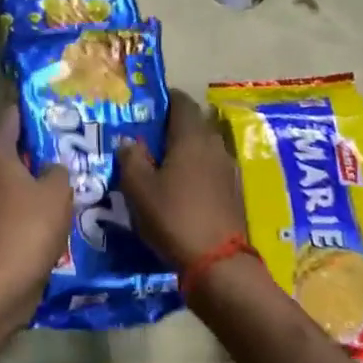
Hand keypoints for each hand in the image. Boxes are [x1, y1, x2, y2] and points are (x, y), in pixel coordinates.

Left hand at [0, 109, 72, 311]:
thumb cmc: (28, 226)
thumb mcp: (58, 193)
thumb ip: (58, 171)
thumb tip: (51, 168)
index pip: (9, 117)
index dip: (30, 114)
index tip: (51, 118)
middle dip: (8, 145)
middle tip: (37, 155)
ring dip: (8, 177)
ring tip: (42, 185)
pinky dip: (6, 203)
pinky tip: (33, 213)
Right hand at [117, 91, 248, 270]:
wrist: (218, 262)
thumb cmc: (174, 217)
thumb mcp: (139, 188)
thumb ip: (131, 158)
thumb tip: (129, 141)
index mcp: (191, 137)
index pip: (182, 101)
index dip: (164, 99)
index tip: (146, 107)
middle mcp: (214, 145)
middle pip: (194, 123)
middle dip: (172, 127)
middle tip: (147, 138)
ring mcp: (228, 169)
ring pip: (203, 147)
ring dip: (184, 150)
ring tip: (160, 164)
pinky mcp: (233, 191)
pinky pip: (210, 169)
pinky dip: (195, 170)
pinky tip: (179, 188)